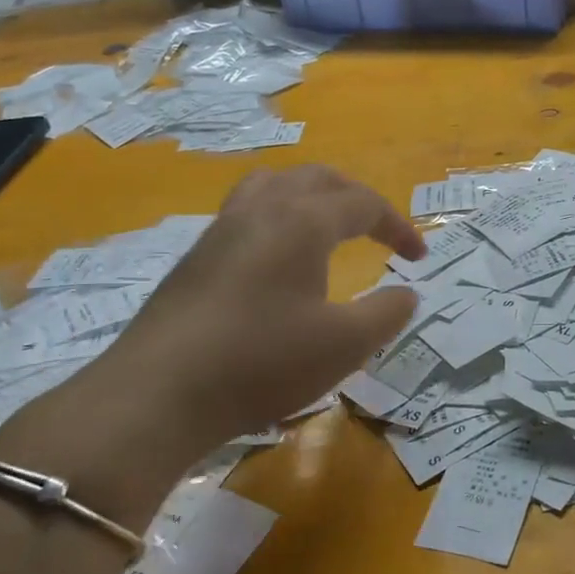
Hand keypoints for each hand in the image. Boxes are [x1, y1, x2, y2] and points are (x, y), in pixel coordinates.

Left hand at [104, 164, 425, 440]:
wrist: (156, 395)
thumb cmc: (261, 362)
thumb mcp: (344, 345)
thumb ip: (386, 313)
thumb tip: (407, 293)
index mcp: (303, 221)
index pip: (363, 204)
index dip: (398, 226)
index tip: (419, 258)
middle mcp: (262, 209)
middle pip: (318, 178)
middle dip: (356, 198)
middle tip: (378, 231)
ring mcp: (222, 229)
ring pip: (274, 183)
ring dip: (310, 196)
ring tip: (325, 226)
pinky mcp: (195, 256)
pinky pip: (246, 210)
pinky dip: (277, 215)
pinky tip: (276, 258)